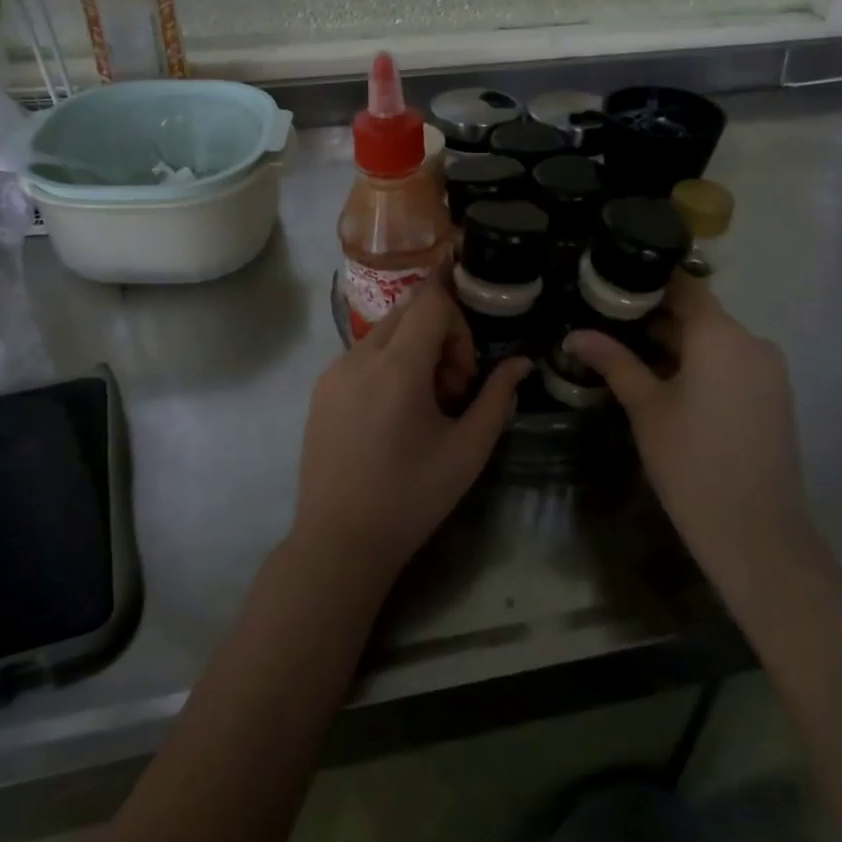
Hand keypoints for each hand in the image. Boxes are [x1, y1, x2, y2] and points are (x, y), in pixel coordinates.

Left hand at [294, 276, 529, 589]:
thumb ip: (498, 396)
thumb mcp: (468, 449)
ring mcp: (333, 372)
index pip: (431, 300)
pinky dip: (387, 366)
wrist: (339, 541)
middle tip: (451, 389)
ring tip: (424, 407)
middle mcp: (359, 357)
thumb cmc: (412, 497)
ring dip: (413, 351)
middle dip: (439, 336)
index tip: (467, 370)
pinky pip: (362, 355)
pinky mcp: (320, 390)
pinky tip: (393, 416)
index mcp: (397, 367)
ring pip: (385, 333)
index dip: (459, 322)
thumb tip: (521, 363)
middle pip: (408, 311)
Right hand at [561, 274, 808, 565]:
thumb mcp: (645, 407)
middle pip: (700, 314)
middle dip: (657, 317)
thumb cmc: (690, 461)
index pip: (686, 286)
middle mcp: (752, 342)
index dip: (649, 282)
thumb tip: (574, 335)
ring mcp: (769, 370)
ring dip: (678, 344)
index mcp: (721, 336)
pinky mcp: (774, 395)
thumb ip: (613, 362)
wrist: (755, 531)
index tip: (613, 286)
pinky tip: (667, 383)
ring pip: (716, 341)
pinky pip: (732, 363)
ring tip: (630, 354)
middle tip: (609, 324)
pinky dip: (702, 364)